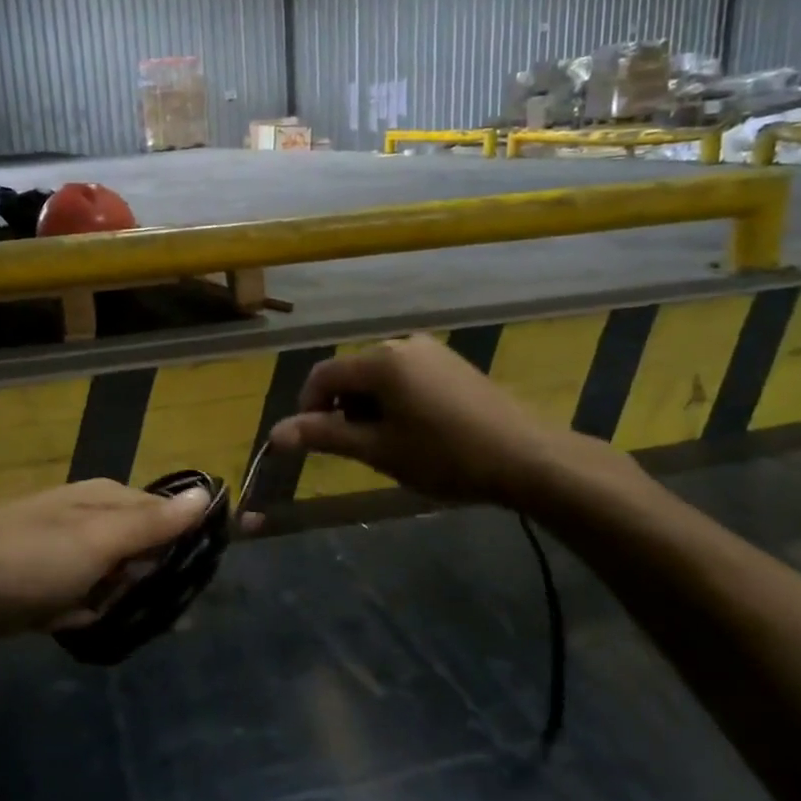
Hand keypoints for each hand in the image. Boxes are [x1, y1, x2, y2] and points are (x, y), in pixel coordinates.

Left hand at [0, 479, 211, 644]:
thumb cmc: (29, 557)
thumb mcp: (98, 538)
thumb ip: (154, 522)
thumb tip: (208, 493)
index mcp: (109, 501)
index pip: (168, 518)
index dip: (185, 548)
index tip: (197, 583)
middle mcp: (93, 523)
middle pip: (145, 555)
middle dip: (149, 586)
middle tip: (155, 615)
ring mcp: (69, 557)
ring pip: (117, 585)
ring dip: (117, 607)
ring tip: (105, 619)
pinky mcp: (48, 588)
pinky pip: (86, 605)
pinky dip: (84, 618)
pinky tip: (70, 625)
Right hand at [268, 334, 629, 508]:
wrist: (525, 457)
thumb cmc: (444, 455)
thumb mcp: (378, 450)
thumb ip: (324, 436)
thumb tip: (274, 434)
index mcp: (381, 360)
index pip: (323, 375)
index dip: (308, 407)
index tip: (314, 442)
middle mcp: (402, 344)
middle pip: (352, 373)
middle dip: (343, 408)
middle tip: (357, 449)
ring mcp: (431, 351)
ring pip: (379, 376)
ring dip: (369, 406)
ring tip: (388, 444)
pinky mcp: (452, 363)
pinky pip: (406, 376)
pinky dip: (396, 400)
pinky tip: (416, 431)